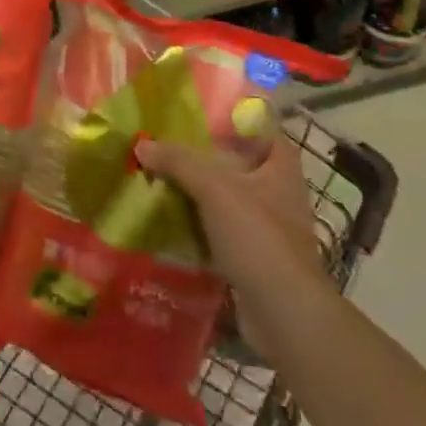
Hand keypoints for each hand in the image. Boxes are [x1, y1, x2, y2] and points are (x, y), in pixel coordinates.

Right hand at [135, 131, 328, 357]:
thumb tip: (142, 144)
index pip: (263, 130)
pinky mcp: (253, 259)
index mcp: (281, 169)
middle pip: (240, 165)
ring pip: (228, 200)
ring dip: (199, 193)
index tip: (201, 112)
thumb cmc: (257, 236)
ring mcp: (268, 229)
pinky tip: (169, 219)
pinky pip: (220, 232)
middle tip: (168, 144)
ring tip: (160, 178)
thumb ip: (178, 162)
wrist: (283, 313)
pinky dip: (198, 226)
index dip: (237, 118)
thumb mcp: (214, 189)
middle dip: (206, 157)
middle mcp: (278, 194)